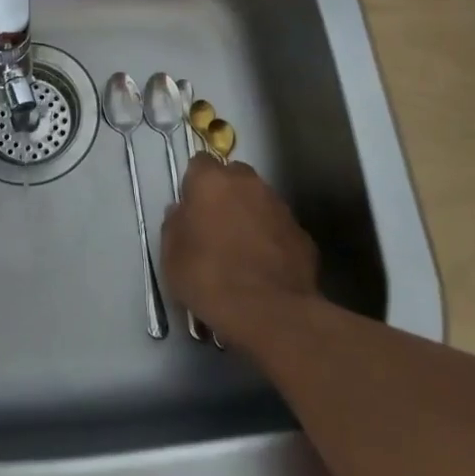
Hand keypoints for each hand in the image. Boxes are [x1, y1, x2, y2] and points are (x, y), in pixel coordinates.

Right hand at [161, 155, 320, 350]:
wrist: (270, 312)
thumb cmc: (209, 278)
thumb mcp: (171, 256)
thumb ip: (174, 224)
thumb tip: (181, 212)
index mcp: (212, 181)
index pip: (200, 163)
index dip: (194, 183)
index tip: (191, 207)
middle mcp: (248, 183)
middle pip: (233, 176)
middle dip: (225, 194)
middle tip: (215, 226)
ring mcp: (279, 206)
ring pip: (259, 201)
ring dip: (250, 215)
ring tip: (242, 250)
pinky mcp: (302, 234)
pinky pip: (279, 228)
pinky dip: (271, 240)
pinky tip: (265, 267)